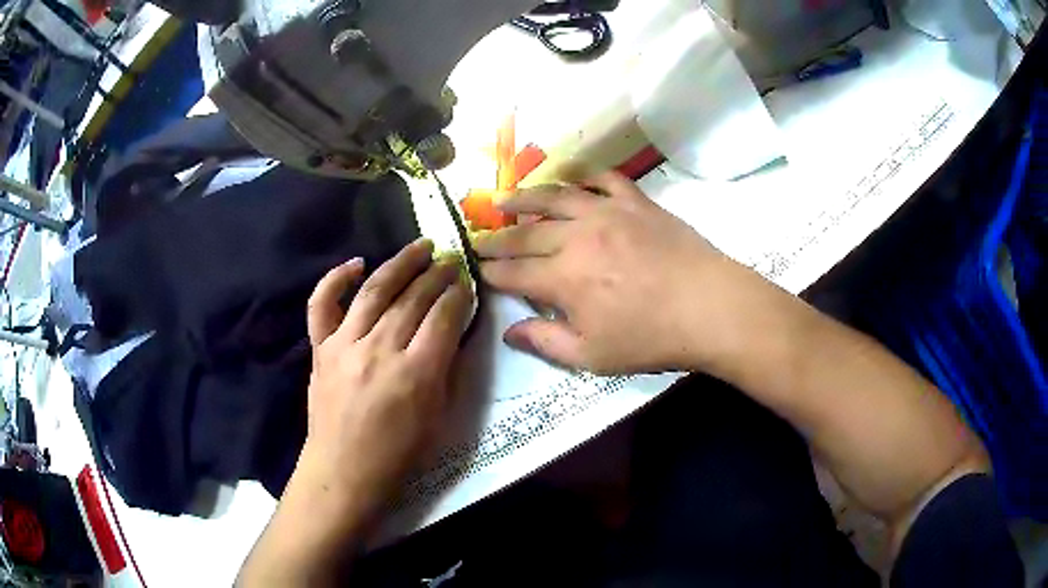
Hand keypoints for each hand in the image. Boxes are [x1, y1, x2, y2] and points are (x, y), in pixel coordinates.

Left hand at [298, 238, 473, 517]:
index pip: (445, 316)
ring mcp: (345, 345)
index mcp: (417, 373)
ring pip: (375, 290)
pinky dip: (335, 279)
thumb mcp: (441, 419)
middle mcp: (381, 349)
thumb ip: (450, 371)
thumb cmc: (399, 455)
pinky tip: (356, 263)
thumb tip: (457, 332)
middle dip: (437, 274)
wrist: (344, 471)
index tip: (467, 282)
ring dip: (400, 263)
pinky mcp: (321, 348)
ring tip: (420, 246)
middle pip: (414, 298)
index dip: (460, 294)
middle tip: (450, 259)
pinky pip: (322, 304)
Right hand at [476, 172, 770, 375]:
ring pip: (554, 197)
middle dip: (496, 238)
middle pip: (525, 234)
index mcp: (563, 279)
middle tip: (478, 237)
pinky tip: (570, 174)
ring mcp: (607, 212)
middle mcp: (576, 237)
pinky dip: (583, 173)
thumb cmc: (651, 339)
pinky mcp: (635, 202)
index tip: (476, 268)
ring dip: (524, 197)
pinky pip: (603, 178)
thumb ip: (546, 342)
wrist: (709, 307)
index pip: (513, 273)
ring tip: (503, 197)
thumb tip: (509, 332)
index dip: (490, 272)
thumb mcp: (592, 356)